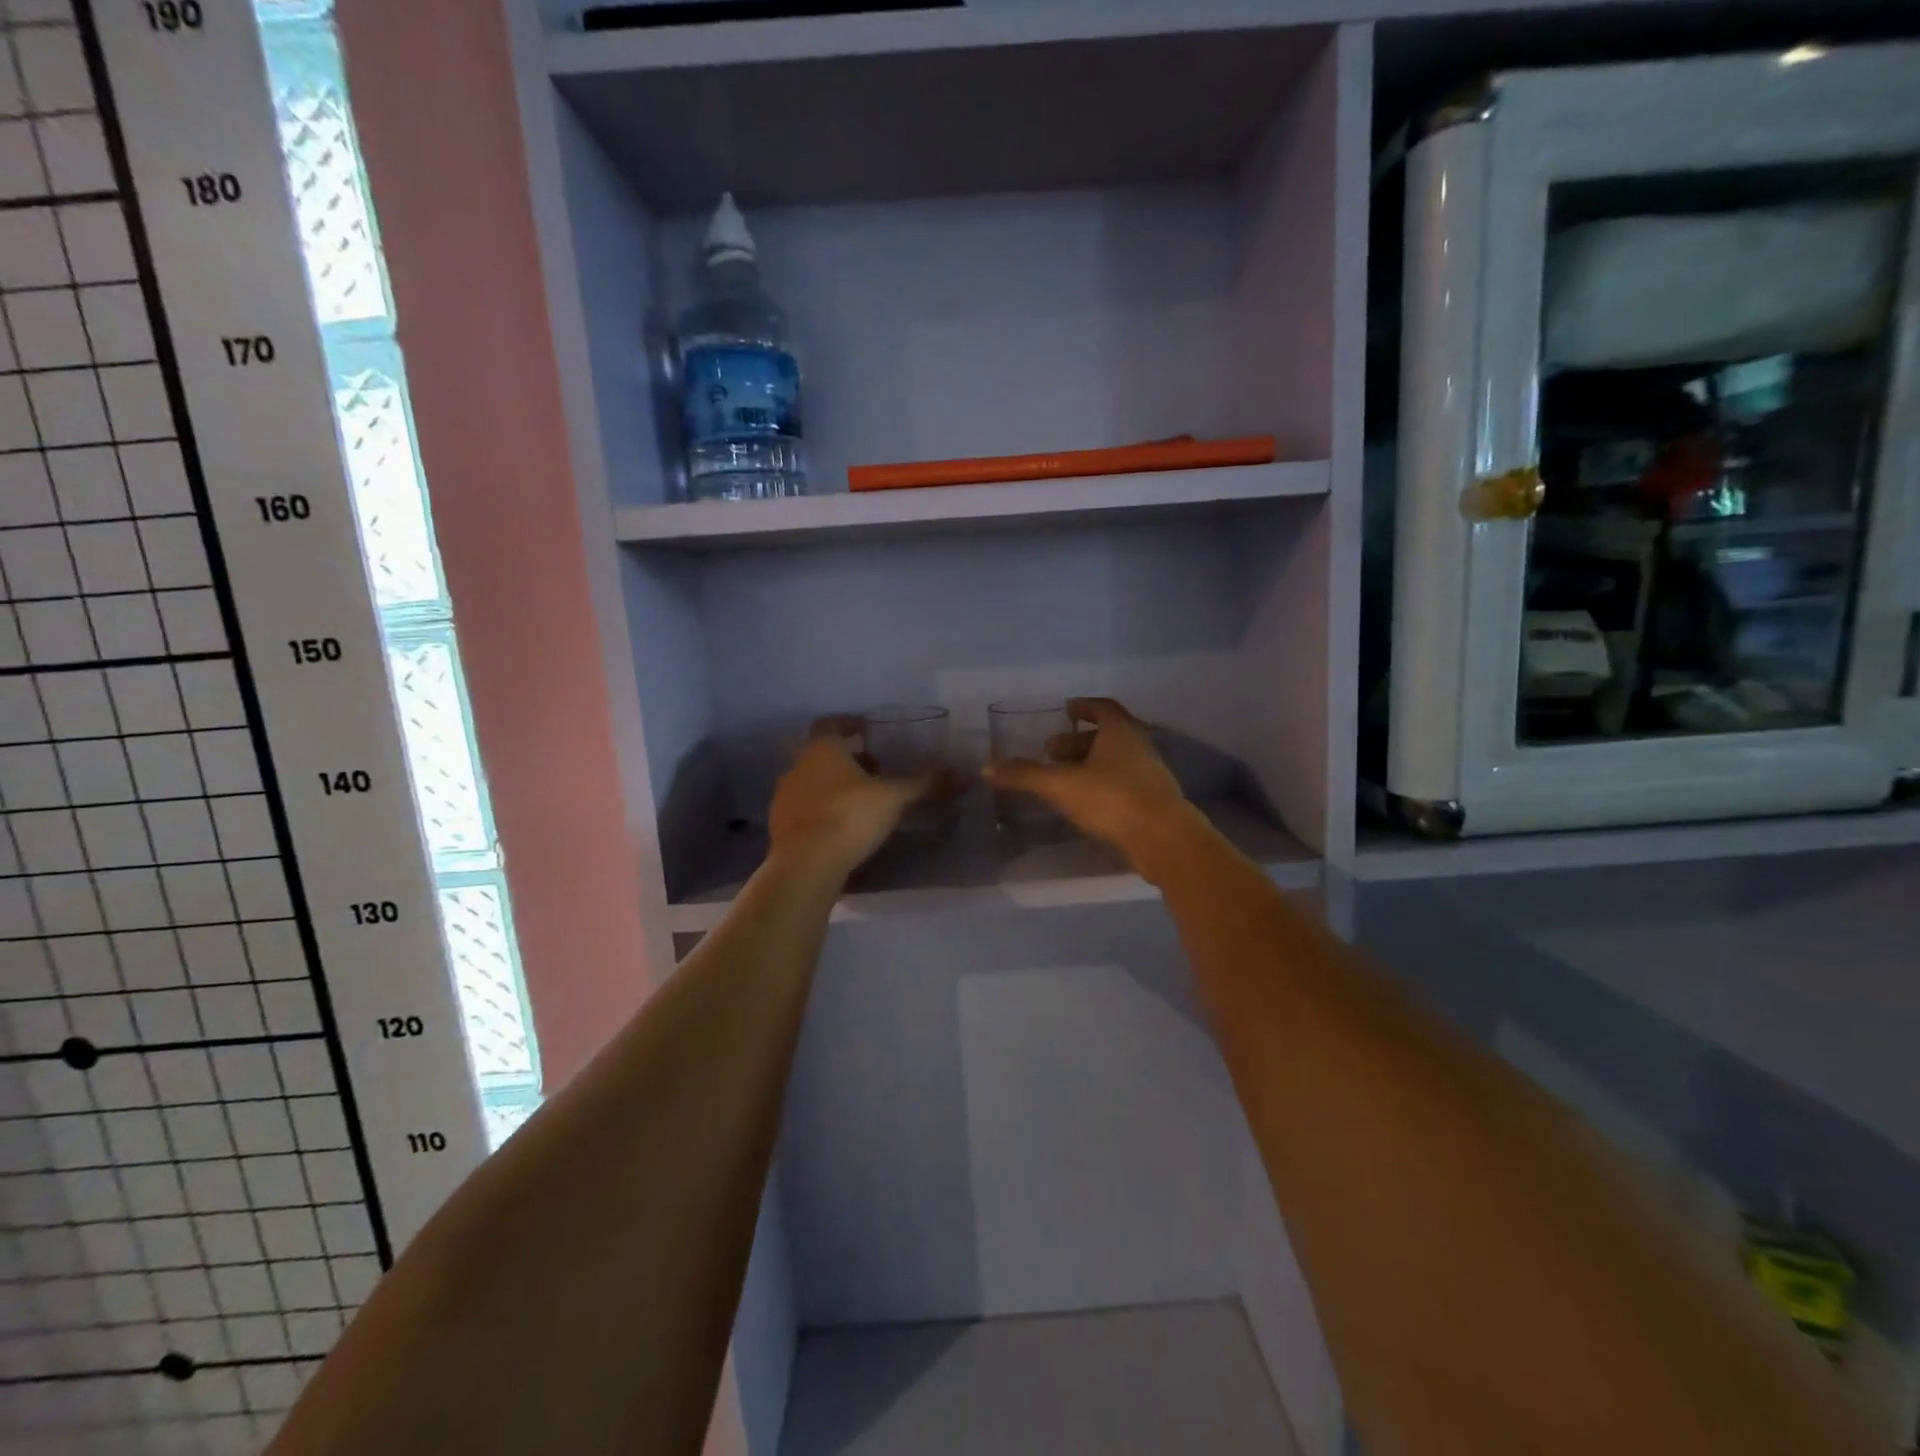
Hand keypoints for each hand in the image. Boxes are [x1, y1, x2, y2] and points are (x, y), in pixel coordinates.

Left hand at [768, 718, 940, 876]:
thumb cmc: (850, 816)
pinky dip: (823, 810)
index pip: (830, 724)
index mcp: (821, 749)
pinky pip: (806, 809)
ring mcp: (784, 796)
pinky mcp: (780, 826)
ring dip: (834, 785)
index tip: (868, 731)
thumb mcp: (894, 797)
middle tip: (876, 769)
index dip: (849, 725)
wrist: (806, 864)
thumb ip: (925, 783)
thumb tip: (961, 773)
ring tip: (863, 800)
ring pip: (813, 781)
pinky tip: (842, 826)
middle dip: (848, 759)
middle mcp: (797, 766)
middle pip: (822, 754)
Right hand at [983, 697, 1205, 879]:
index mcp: (1121, 731)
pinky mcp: (1154, 802)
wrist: (1164, 840)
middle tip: (1050, 753)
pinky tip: (1085, 803)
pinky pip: (1123, 784)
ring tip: (1063, 780)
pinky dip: (1102, 785)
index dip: (1083, 707)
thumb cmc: (1112, 799)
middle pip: (1107, 736)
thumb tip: (987, 767)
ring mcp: (1150, 775)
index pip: (1102, 708)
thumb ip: (1024, 775)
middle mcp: (1140, 747)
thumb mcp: (1061, 785)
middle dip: (1077, 742)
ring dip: (1090, 765)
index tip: (1066, 710)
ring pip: (1116, 761)